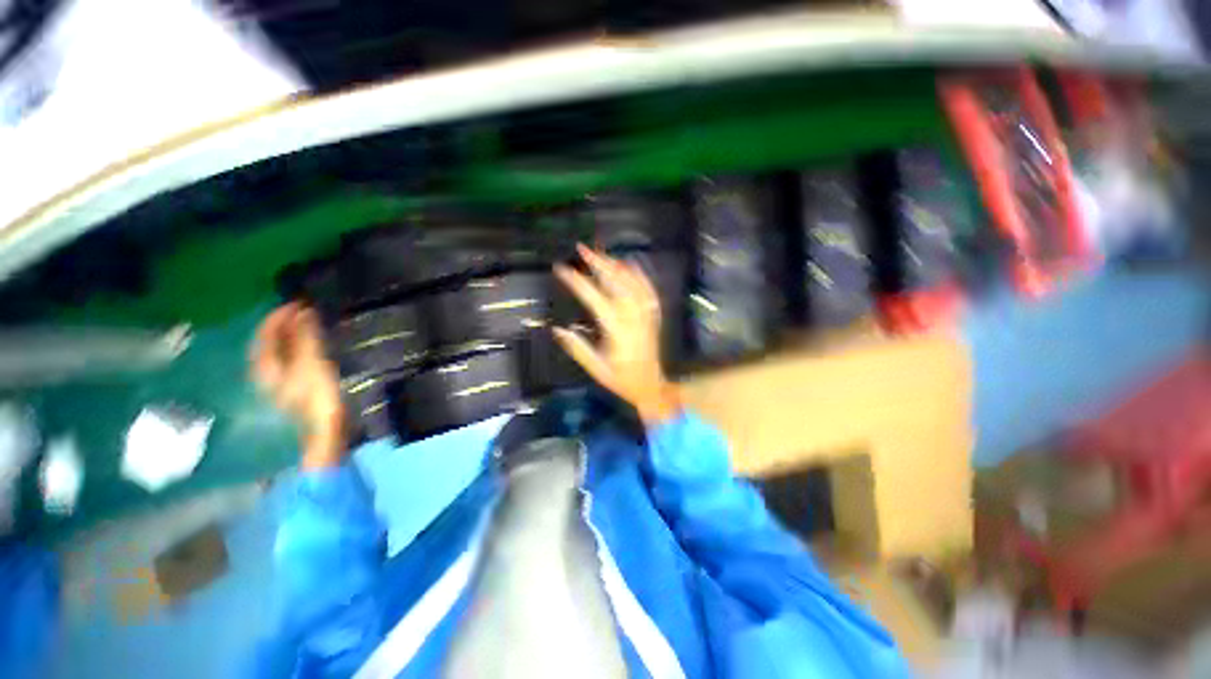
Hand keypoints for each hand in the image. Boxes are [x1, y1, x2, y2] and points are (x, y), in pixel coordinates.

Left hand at [250, 303, 346, 468]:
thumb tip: (302, 309)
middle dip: (291, 324)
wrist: (327, 438)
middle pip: (275, 342)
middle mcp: (269, 375)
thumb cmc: (318, 400)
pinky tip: (325, 347)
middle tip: (314, 310)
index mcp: (265, 367)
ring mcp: (286, 385)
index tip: (302, 300)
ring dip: (302, 336)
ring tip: (321, 325)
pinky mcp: (303, 392)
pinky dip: (310, 349)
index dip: (281, 314)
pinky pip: (302, 361)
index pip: (267, 333)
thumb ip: (305, 337)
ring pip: (289, 352)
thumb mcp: (311, 364)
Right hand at [554, 245, 680, 426]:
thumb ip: (578, 348)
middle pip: (617, 284)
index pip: (595, 300)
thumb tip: (557, 330)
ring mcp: (646, 316)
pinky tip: (631, 263)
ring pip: (633, 284)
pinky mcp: (654, 317)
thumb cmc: (622, 380)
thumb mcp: (596, 369)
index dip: (578, 282)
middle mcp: (633, 319)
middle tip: (583, 248)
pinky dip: (640, 275)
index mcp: (617, 332)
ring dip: (617, 265)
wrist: (651, 387)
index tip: (562, 268)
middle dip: (599, 263)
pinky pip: (649, 291)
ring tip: (601, 253)